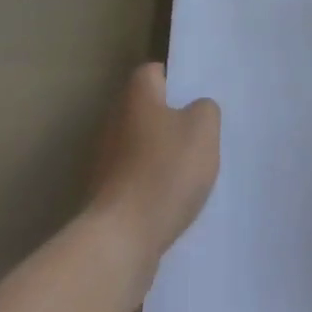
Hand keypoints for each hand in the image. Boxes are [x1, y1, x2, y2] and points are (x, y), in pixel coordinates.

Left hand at [88, 63, 220, 289]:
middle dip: (172, 119)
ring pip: (142, 145)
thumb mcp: (203, 129)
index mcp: (136, 97)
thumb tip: (196, 110)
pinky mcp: (107, 195)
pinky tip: (175, 199)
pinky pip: (137, 178)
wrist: (122, 239)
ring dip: (163, 154)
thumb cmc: (165, 171)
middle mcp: (115, 122)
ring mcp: (106, 160)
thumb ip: (205, 109)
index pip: (153, 72)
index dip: (176, 80)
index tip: (196, 96)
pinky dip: (153, 184)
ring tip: (192, 169)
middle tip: (201, 133)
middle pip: (147, 110)